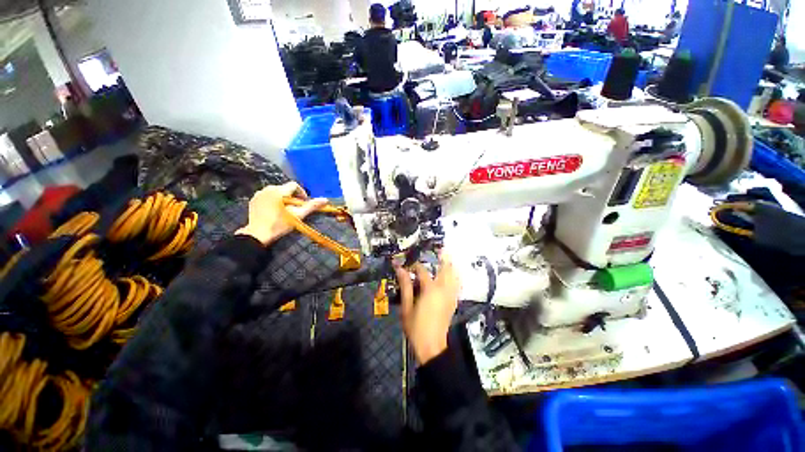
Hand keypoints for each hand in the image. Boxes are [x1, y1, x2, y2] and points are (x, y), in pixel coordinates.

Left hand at [235, 182, 326, 245]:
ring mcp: (259, 194)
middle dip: (292, 196)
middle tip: (296, 208)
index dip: (302, 193)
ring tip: (285, 210)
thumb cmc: (280, 224)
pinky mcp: (253, 200)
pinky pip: (267, 196)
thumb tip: (325, 199)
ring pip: (276, 191)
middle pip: (285, 188)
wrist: (258, 234)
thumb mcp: (298, 215)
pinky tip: (275, 211)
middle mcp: (268, 188)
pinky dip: (273, 200)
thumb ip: (311, 206)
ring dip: (283, 198)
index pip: (294, 185)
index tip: (304, 203)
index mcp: (279, 191)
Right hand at [395, 254, 460, 364]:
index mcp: (431, 289)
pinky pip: (457, 284)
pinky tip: (452, 273)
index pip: (422, 271)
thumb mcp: (406, 306)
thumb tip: (400, 268)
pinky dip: (455, 275)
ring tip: (446, 256)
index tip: (406, 263)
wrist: (432, 346)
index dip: (414, 265)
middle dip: (443, 257)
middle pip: (446, 268)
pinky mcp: (454, 301)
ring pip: (454, 275)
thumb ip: (405, 285)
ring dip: (451, 264)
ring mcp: (451, 295)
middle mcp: (444, 289)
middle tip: (439, 248)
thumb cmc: (416, 327)